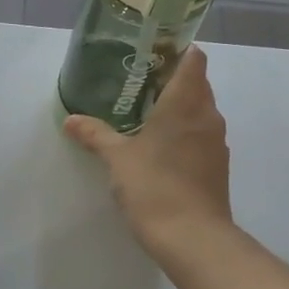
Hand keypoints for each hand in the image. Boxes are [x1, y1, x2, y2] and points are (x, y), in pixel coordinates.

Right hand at [63, 45, 232, 251]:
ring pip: (201, 111)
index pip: (194, 60)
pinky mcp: (217, 166)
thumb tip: (71, 120)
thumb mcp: (117, 159)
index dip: (179, 50)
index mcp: (185, 103)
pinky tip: (160, 146)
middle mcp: (207, 116)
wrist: (193, 238)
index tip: (155, 51)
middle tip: (140, 83)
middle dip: (173, 79)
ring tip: (147, 113)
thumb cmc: (154, 186)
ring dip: (180, 107)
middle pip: (198, 84)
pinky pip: (202, 135)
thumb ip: (95, 135)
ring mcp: (216, 142)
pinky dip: (185, 132)